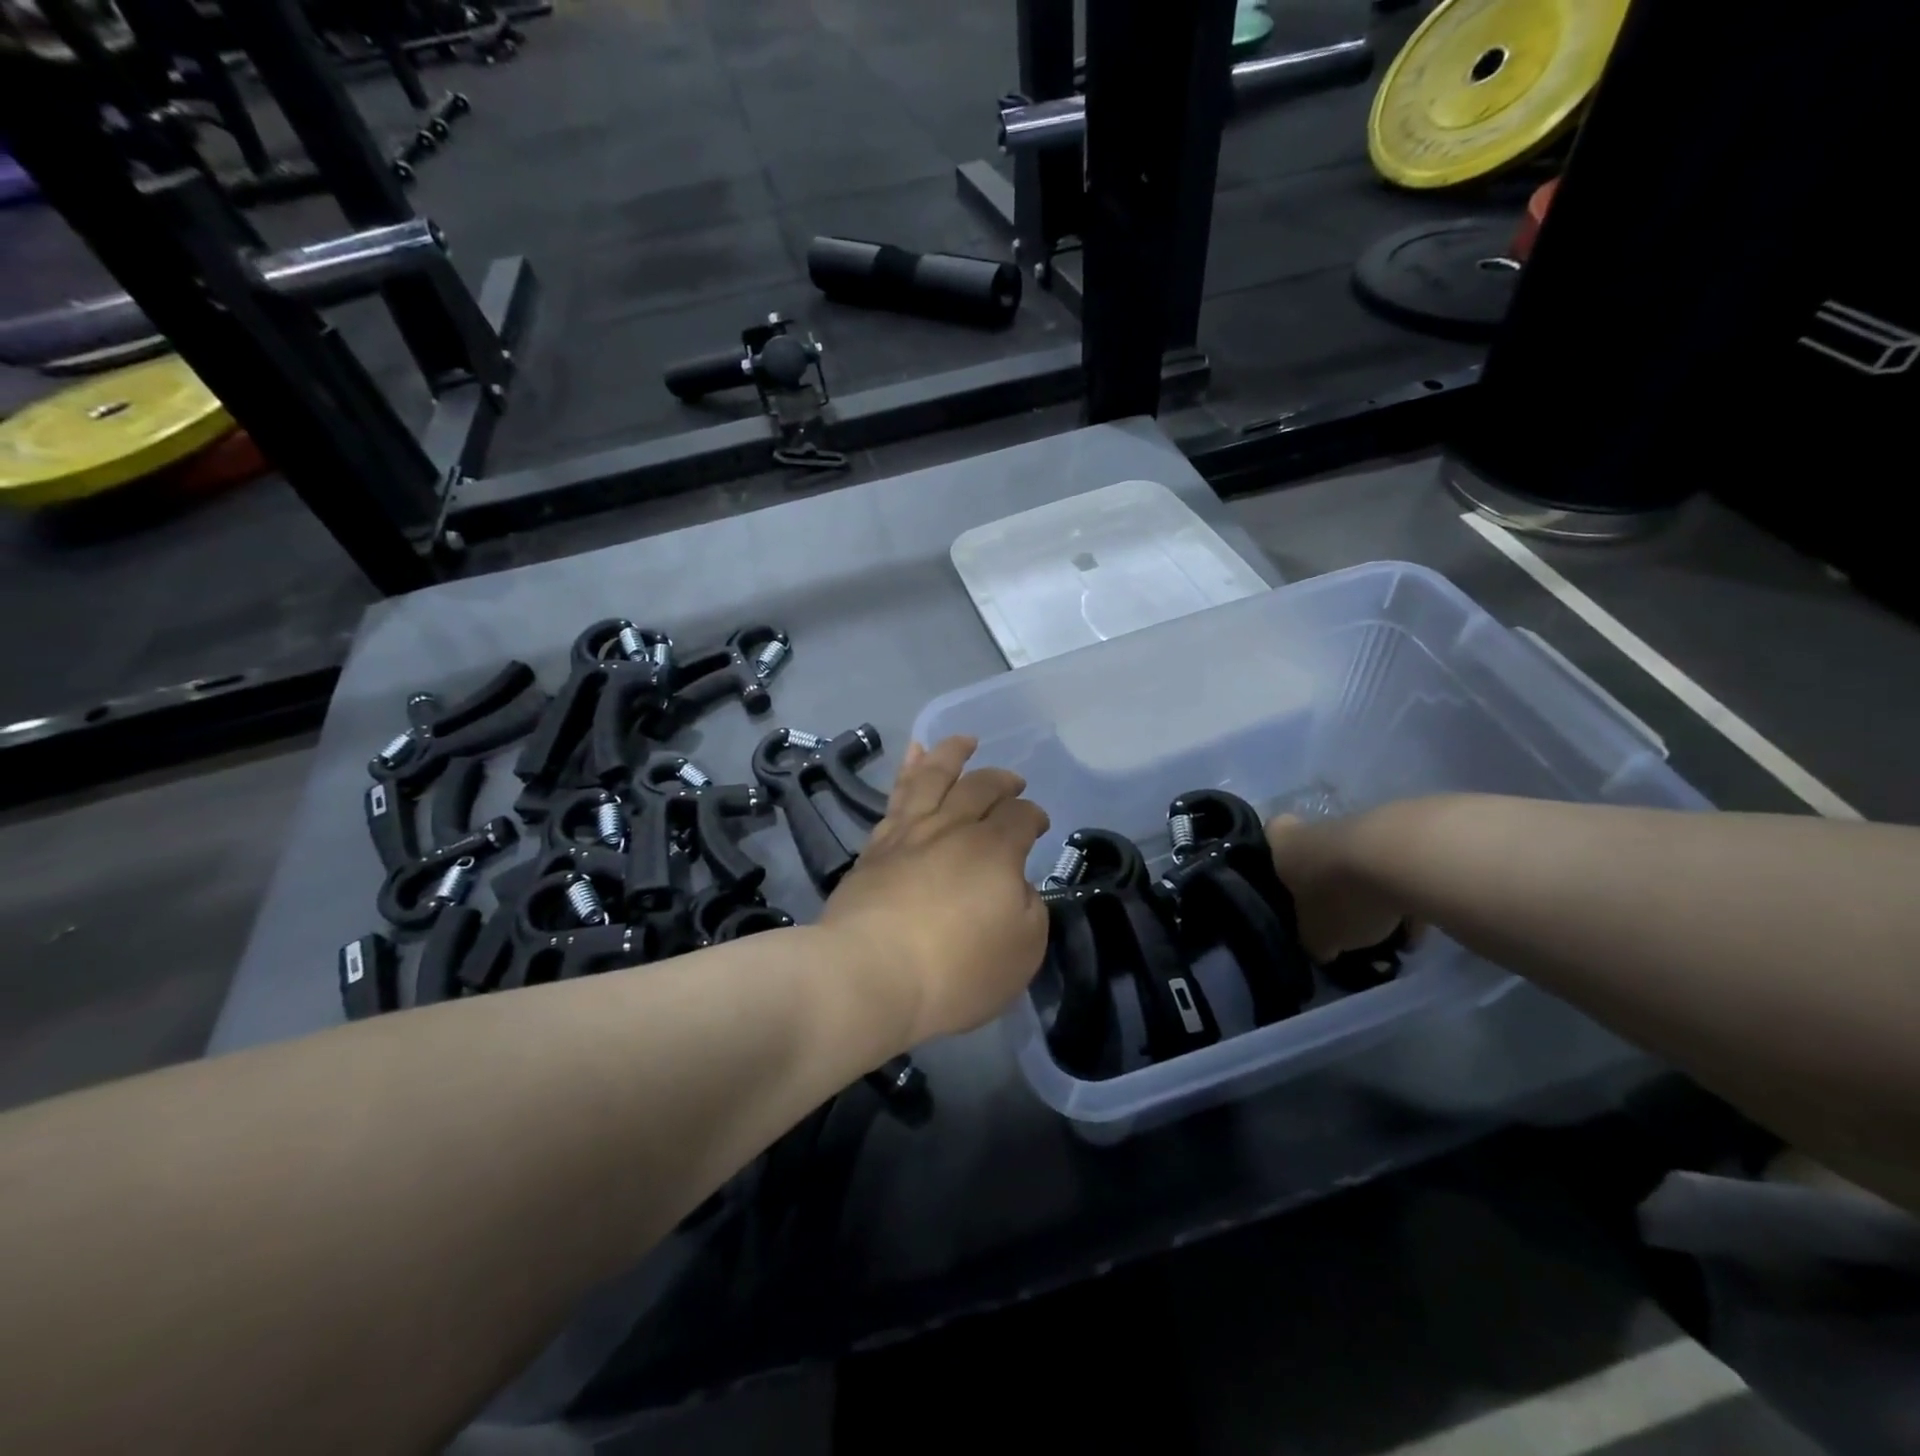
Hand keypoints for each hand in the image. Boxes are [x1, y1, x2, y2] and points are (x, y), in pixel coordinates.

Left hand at [822, 736, 1050, 1045]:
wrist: (870, 975)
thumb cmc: (956, 969)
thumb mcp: (1022, 949)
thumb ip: (1028, 908)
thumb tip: (1014, 885)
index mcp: (994, 849)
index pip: (1021, 816)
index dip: (1034, 815)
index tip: (1037, 825)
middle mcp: (952, 829)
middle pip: (980, 787)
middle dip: (1001, 781)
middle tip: (1012, 781)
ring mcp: (909, 834)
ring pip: (933, 777)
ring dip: (951, 754)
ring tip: (964, 740)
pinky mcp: (875, 848)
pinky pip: (895, 796)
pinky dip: (907, 771)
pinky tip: (912, 759)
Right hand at [1264, 813, 1408, 962]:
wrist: (1405, 862)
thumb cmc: (1340, 896)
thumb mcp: (1317, 937)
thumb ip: (1315, 942)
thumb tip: (1321, 947)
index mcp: (1284, 844)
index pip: (1271, 836)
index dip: (1277, 858)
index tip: (1289, 884)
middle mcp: (1317, 828)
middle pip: (1319, 855)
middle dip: (1331, 887)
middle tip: (1342, 921)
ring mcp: (1363, 826)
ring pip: (1360, 864)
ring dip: (1371, 894)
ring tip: (1390, 935)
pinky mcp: (1407, 832)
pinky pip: (1399, 871)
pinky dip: (1406, 896)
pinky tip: (1418, 929)